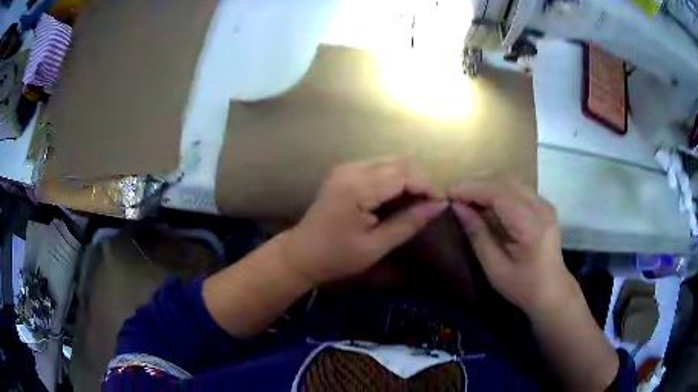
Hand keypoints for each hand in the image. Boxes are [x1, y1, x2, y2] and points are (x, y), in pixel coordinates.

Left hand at [280, 158, 447, 285]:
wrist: (301, 253)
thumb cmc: (337, 256)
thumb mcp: (376, 246)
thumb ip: (408, 223)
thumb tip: (439, 206)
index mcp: (357, 188)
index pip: (403, 174)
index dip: (427, 185)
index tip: (441, 204)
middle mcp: (351, 169)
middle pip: (398, 162)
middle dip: (420, 180)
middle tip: (431, 203)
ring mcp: (346, 168)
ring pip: (389, 161)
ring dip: (408, 177)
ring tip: (417, 201)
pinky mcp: (344, 172)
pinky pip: (378, 166)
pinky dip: (394, 178)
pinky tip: (397, 196)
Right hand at [447, 178, 576, 316]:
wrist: (552, 291)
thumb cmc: (523, 287)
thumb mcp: (495, 268)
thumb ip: (478, 235)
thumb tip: (458, 208)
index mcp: (532, 226)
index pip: (499, 193)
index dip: (472, 189)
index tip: (448, 192)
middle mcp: (541, 208)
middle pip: (505, 181)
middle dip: (476, 183)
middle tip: (454, 195)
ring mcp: (544, 204)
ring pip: (510, 181)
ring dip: (486, 185)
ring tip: (465, 197)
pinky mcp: (543, 205)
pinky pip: (516, 188)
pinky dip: (497, 189)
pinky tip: (484, 201)